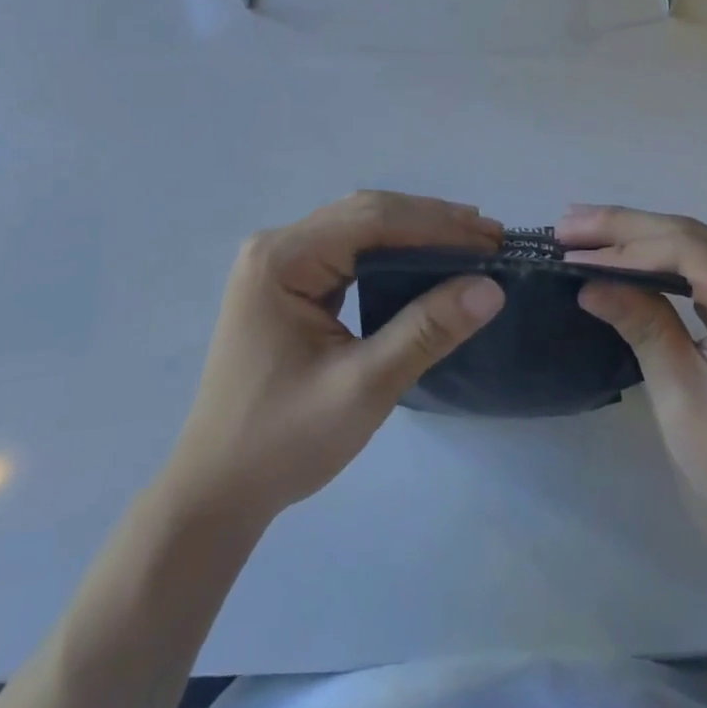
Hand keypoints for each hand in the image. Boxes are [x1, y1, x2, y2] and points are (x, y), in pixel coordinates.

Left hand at [162, 192, 504, 525]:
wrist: (215, 493)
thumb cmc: (283, 442)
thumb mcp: (363, 387)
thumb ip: (426, 331)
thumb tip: (490, 287)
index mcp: (282, 259)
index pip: (372, 220)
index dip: (436, 224)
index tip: (491, 237)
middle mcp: (277, 245)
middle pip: (365, 214)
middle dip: (430, 222)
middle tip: (489, 237)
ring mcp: (279, 262)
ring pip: (358, 226)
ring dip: (413, 231)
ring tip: (468, 241)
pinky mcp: (287, 281)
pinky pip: (347, 249)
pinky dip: (391, 250)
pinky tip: (424, 259)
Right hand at [559, 205, 706, 554]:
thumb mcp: (683, 397)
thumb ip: (642, 326)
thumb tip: (588, 283)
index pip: (686, 252)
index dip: (624, 247)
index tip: (569, 251)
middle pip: (690, 236)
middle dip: (623, 228)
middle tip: (565, 224)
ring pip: (695, 242)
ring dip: (637, 235)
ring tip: (582, 230)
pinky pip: (706, 261)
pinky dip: (660, 255)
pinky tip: (624, 250)